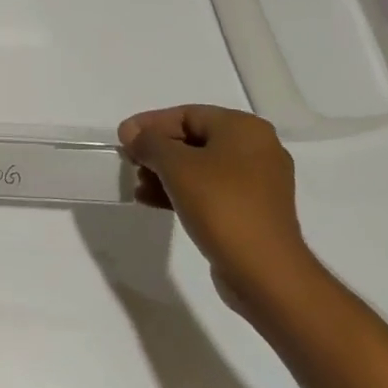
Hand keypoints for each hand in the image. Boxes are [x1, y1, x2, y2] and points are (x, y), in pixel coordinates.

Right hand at [117, 105, 311, 313]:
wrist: (265, 272)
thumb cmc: (221, 206)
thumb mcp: (177, 167)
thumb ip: (150, 143)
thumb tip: (130, 132)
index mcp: (244, 128)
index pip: (187, 114)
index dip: (150, 124)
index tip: (123, 137)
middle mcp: (256, 148)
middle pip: (194, 139)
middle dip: (158, 151)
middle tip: (129, 161)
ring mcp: (258, 182)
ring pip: (201, 167)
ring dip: (166, 173)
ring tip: (138, 185)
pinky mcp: (252, 211)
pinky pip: (211, 190)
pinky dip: (183, 191)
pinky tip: (153, 201)